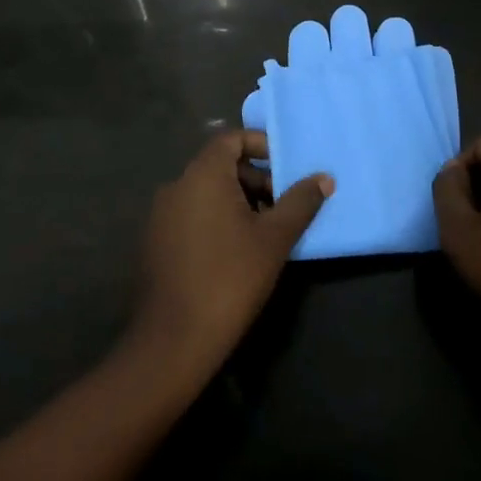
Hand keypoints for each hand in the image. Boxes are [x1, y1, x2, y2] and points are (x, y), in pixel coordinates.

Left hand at [130, 130, 331, 378]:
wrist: (173, 341)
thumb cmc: (230, 278)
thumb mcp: (274, 238)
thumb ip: (300, 202)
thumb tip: (324, 178)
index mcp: (202, 176)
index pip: (230, 139)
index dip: (260, 145)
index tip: (285, 167)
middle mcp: (176, 186)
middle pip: (219, 166)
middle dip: (255, 179)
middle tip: (282, 205)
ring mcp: (161, 216)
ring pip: (206, 193)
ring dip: (238, 201)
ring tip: (265, 232)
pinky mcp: (155, 243)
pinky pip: (191, 215)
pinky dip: (216, 220)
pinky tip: (236, 253)